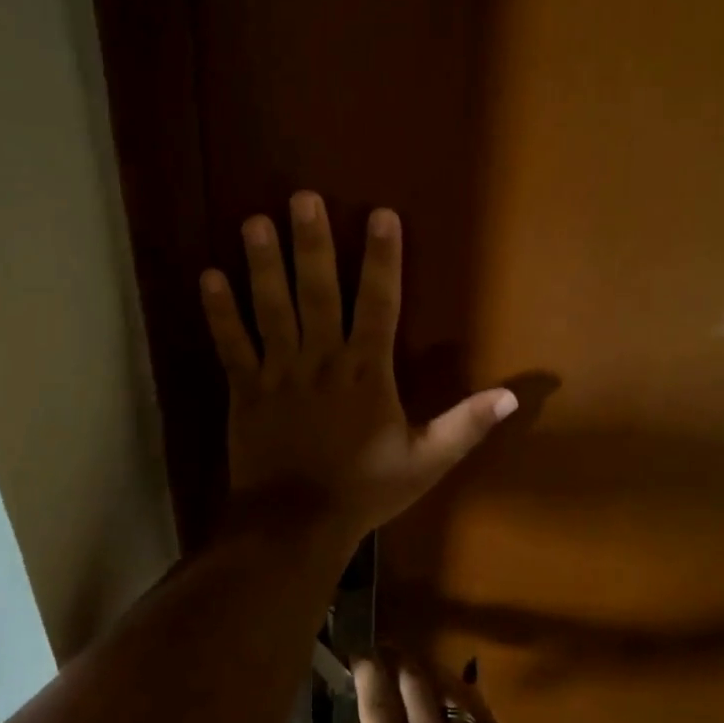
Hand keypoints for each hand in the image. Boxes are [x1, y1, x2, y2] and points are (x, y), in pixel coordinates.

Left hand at [201, 191, 515, 539]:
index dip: (382, 258)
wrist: (296, 525)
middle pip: (317, 292)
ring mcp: (279, 372)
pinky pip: (231, 345)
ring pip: (271, 309)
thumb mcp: (426, 461)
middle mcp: (322, 360)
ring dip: (262, 265)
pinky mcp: (245, 390)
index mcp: (367, 372)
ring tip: (254, 222)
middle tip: (302, 197)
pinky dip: (219, 313)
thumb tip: (515, 393)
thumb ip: (467, 424)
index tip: (380, 214)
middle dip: (312, 243)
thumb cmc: (364, 490)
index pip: (380, 304)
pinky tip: (207, 276)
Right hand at [318, 660, 561, 722]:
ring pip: (444, 687)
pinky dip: (463, 694)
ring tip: (418, 664)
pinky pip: (476, 707)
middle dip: (396, 657)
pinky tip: (461, 696)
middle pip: (412, 680)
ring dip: (427, 670)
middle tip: (385, 647)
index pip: (376, 705)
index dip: (366, 673)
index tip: (359, 654)